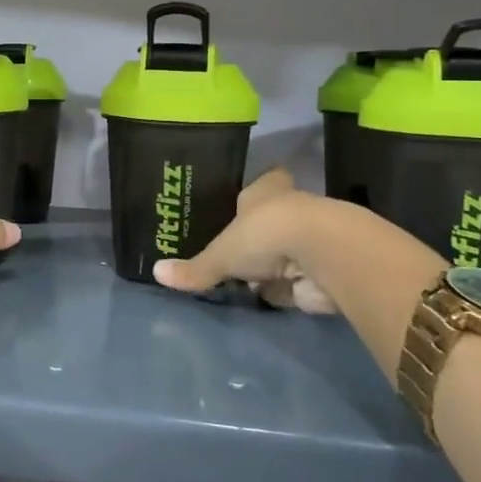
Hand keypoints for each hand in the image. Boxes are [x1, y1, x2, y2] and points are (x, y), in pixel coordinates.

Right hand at [152, 169, 335, 313]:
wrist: (324, 256)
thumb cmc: (266, 234)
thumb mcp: (221, 253)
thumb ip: (195, 268)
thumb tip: (156, 273)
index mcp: (266, 191)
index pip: (263, 183)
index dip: (254, 194)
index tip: (241, 206)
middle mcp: (290, 208)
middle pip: (270, 220)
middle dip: (257, 237)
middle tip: (232, 251)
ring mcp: (309, 240)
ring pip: (284, 252)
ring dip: (271, 267)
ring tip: (244, 279)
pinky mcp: (322, 271)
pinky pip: (296, 282)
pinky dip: (285, 291)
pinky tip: (267, 299)